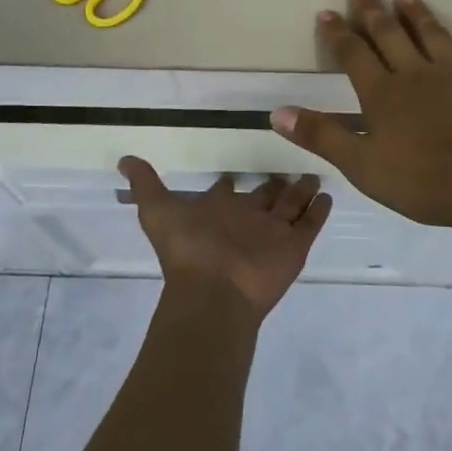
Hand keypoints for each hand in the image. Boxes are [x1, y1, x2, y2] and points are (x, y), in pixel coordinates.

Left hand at [117, 157, 331, 320]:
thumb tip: (123, 159)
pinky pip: (311, 224)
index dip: (228, 183)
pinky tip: (328, 194)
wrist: (214, 290)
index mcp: (217, 211)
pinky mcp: (294, 247)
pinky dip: (319, 210)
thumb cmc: (188, 249)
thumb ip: (144, 184)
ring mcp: (272, 234)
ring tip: (313, 175)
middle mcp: (246, 220)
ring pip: (291, 206)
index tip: (235, 172)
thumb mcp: (158, 210)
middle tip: (288, 167)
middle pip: (264, 197)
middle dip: (274, 184)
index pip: (225, 192)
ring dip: (301, 192)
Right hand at [270, 0, 451, 232]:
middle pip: (391, 36)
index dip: (338, 33)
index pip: (354, 54)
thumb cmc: (423, 180)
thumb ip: (322, 136)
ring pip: (434, 38)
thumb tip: (278, 112)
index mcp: (384, 93)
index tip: (327, 12)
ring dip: (419, 16)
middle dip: (372, 11)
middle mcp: (417, 75)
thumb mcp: (362, 165)